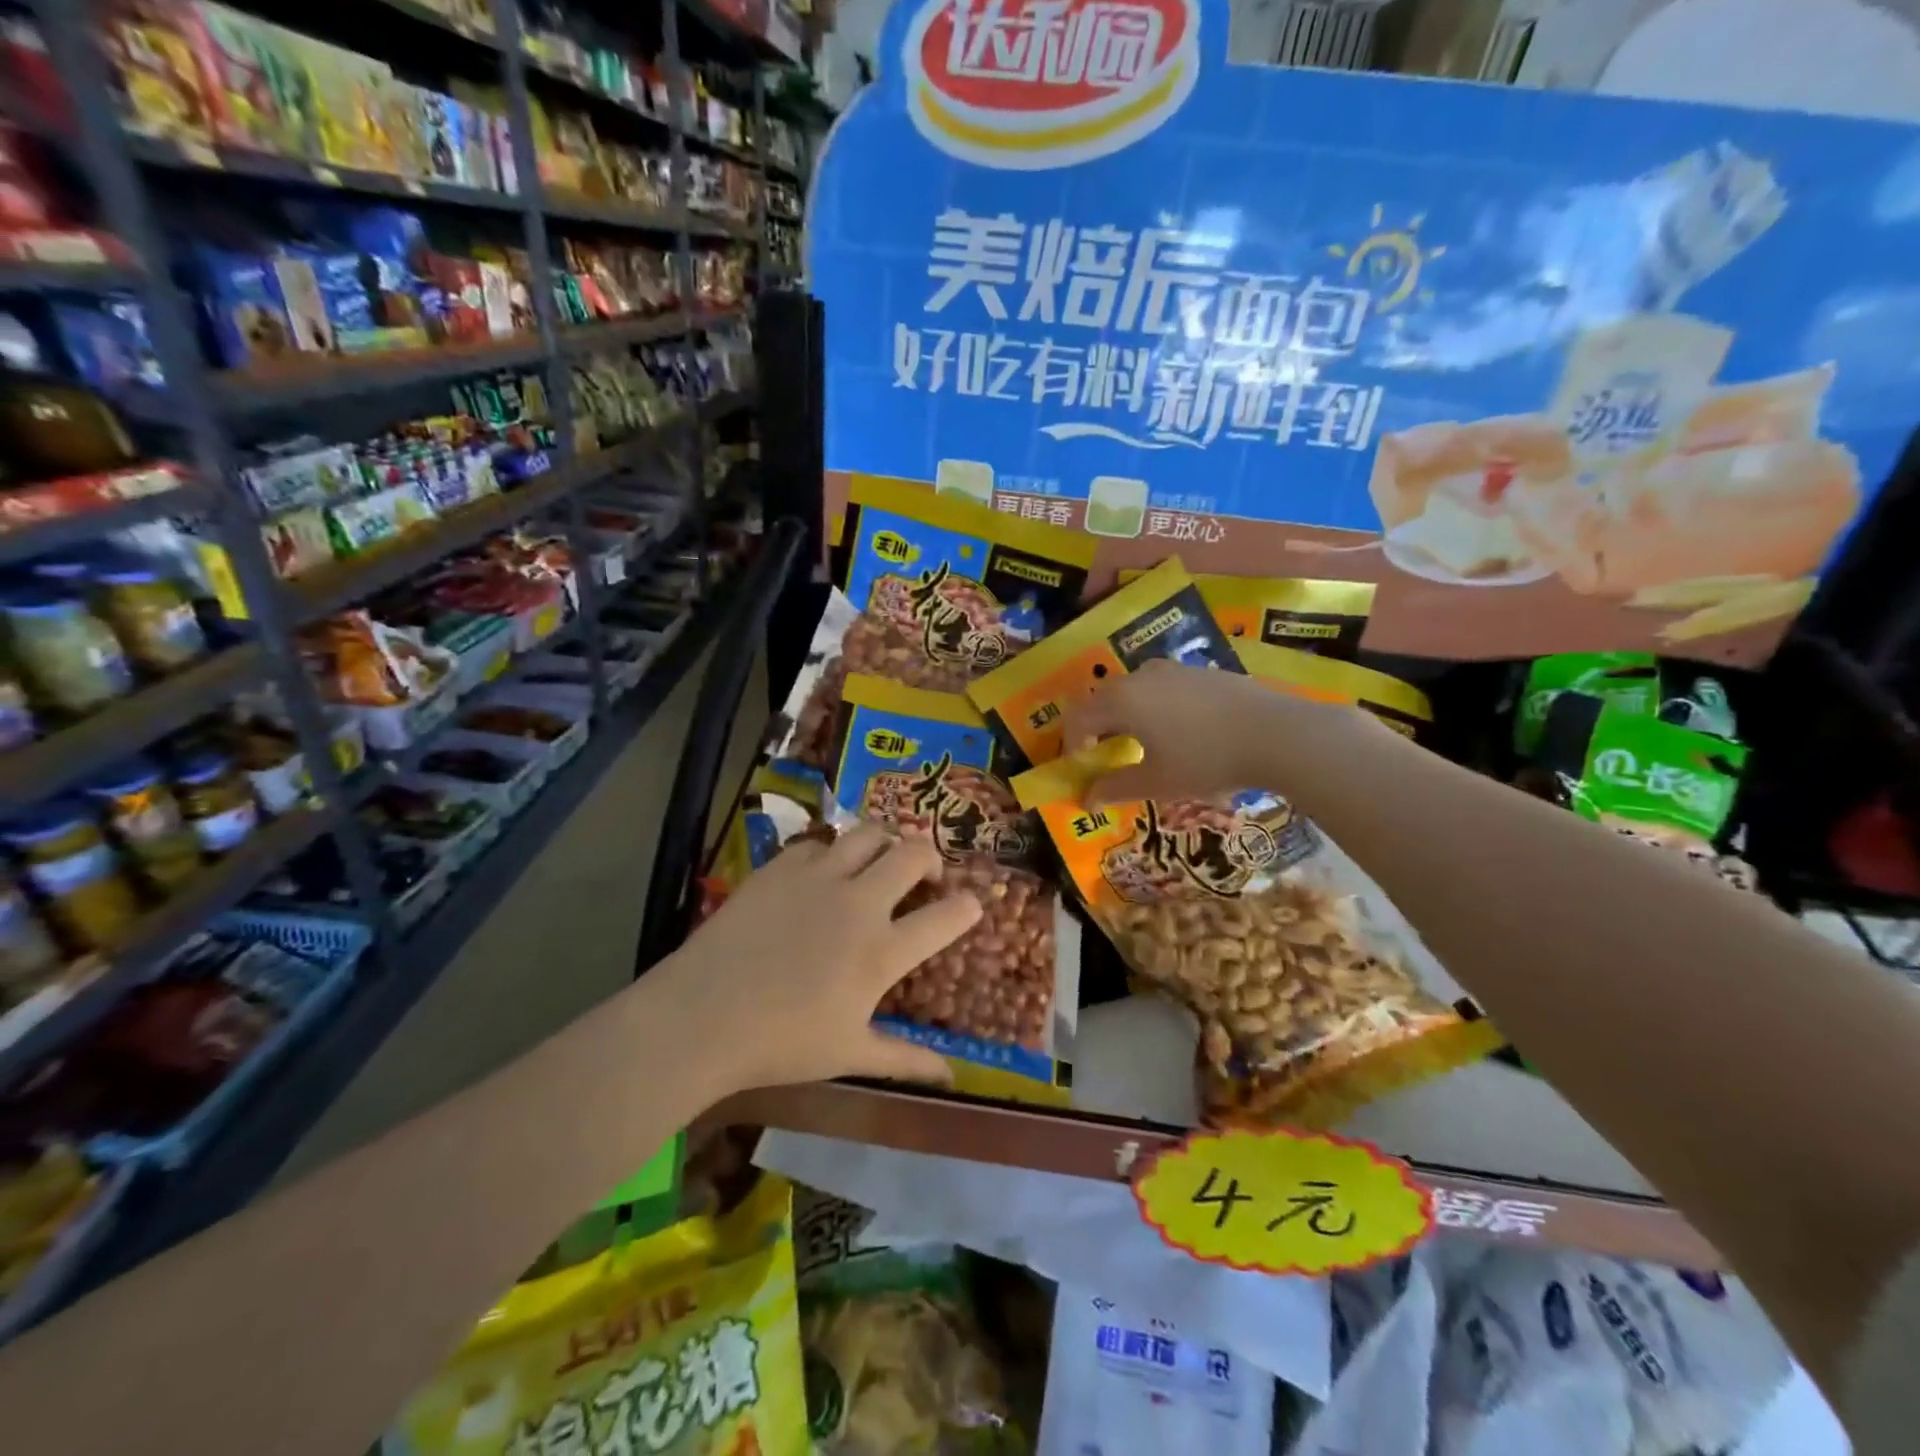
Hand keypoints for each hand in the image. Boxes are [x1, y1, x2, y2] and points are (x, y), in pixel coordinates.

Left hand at [651, 824, 981, 1093]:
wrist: (701, 1015)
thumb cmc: (781, 1043)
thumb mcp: (849, 1055)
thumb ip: (905, 1059)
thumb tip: (951, 1077)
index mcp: (882, 951)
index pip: (946, 917)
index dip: (968, 907)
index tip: (972, 905)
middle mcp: (860, 902)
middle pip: (914, 855)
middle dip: (932, 859)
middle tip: (926, 876)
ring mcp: (820, 877)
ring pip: (870, 833)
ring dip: (886, 842)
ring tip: (882, 859)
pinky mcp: (783, 867)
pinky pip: (820, 843)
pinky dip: (832, 852)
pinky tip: (823, 873)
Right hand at [1059, 657, 1359, 805]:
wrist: (1277, 733)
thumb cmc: (1206, 760)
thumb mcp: (1157, 782)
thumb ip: (1115, 788)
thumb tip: (1086, 799)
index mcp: (1121, 701)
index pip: (1077, 720)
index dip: (1072, 746)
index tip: (1083, 770)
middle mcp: (1140, 676)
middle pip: (1103, 701)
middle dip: (1098, 730)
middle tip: (1109, 758)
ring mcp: (1172, 669)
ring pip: (1133, 691)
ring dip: (1127, 718)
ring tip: (1145, 745)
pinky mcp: (1200, 670)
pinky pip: (1162, 687)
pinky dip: (1155, 708)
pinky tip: (1181, 732)